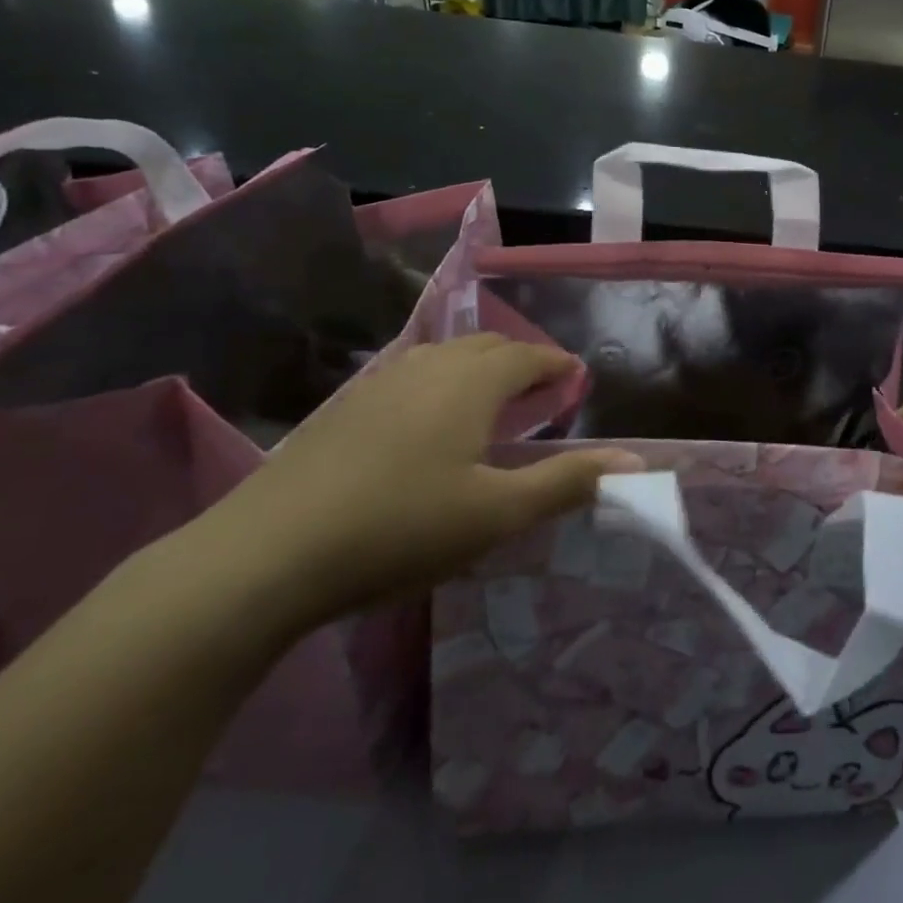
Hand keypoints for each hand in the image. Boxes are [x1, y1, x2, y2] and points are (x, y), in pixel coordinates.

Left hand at [194, 336, 640, 631]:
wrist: (265, 556)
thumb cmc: (400, 529)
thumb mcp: (497, 514)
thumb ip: (568, 483)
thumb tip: (637, 463)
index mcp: (471, 383)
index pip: (527, 355)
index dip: (556, 363)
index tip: (575, 377)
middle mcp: (428, 368)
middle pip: (486, 346)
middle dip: (520, 360)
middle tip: (540, 390)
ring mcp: (378, 384)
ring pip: (443, 358)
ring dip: (478, 369)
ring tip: (490, 401)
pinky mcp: (343, 409)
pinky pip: (410, 376)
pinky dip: (439, 384)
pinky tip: (427, 422)